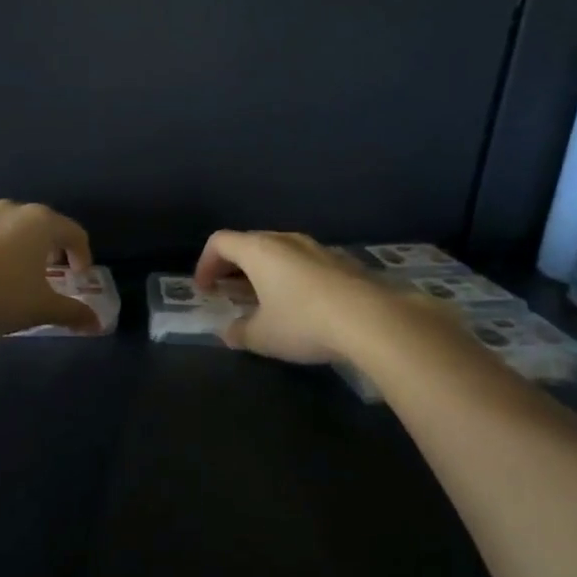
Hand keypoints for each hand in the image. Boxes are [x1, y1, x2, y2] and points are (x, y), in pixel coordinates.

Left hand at [0, 200, 100, 334]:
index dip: (83, 254)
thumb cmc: (1, 293)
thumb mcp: (42, 308)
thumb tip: (96, 323)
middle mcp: (13, 210)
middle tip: (51, 274)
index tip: (80, 277)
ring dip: (19, 249)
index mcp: (41, 222)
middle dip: (50, 249)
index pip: (74, 232)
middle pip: (42, 225)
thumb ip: (72, 313)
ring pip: (10, 230)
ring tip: (15, 277)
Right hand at [192, 230, 385, 363]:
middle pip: (249, 242)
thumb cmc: (304, 322)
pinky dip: (289, 276)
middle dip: (232, 266)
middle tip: (228, 292)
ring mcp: (316, 248)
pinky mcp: (341, 261)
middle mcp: (285, 240)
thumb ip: (239, 332)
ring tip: (262, 299)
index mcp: (259, 250)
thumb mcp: (263, 336)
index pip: (219, 242)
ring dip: (262, 271)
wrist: (372, 319)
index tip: (204, 290)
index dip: (205, 264)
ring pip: (278, 251)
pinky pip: (303, 262)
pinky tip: (298, 304)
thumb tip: (228, 332)